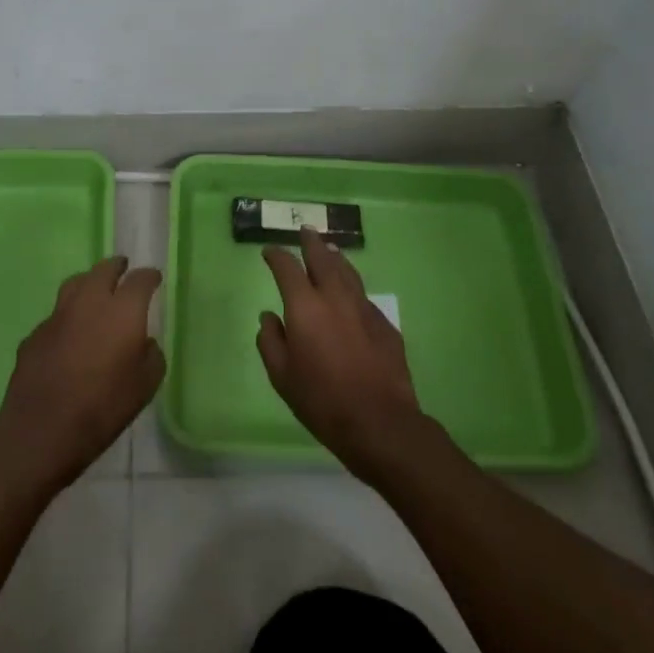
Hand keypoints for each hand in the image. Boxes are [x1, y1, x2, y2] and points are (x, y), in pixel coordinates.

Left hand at [0, 256, 164, 494]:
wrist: (42, 428)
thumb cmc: (103, 407)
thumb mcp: (145, 386)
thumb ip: (151, 356)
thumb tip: (143, 343)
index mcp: (122, 310)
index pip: (140, 279)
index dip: (149, 276)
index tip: (154, 278)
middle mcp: (89, 302)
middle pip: (103, 269)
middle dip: (116, 267)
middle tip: (123, 269)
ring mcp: (57, 315)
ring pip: (75, 284)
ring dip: (88, 282)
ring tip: (95, 291)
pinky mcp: (35, 334)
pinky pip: (56, 316)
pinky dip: (67, 317)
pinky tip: (69, 335)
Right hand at [257, 228, 428, 484]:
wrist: (380, 421)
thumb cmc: (322, 401)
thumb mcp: (282, 377)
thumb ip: (271, 341)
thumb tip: (269, 318)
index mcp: (305, 307)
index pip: (287, 268)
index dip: (276, 256)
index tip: (269, 252)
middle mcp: (335, 297)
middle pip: (322, 258)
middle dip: (311, 242)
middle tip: (304, 231)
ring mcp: (364, 308)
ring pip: (348, 271)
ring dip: (335, 257)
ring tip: (329, 248)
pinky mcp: (385, 324)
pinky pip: (363, 296)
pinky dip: (352, 286)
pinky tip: (350, 293)